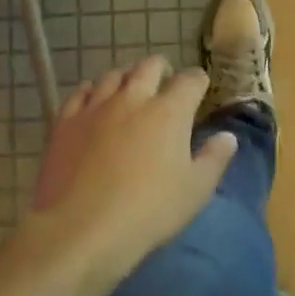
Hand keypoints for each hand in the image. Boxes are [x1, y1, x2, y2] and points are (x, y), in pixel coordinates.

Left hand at [20, 57, 236, 282]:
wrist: (82, 228)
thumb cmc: (149, 211)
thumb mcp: (195, 191)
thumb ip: (215, 159)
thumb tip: (228, 136)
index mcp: (170, 113)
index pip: (190, 81)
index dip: (198, 81)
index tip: (200, 88)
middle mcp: (133, 99)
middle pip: (149, 67)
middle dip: (161, 69)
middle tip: (165, 82)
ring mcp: (96, 107)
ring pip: (113, 76)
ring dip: (126, 78)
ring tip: (129, 90)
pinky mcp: (66, 122)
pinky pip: (80, 93)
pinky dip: (91, 91)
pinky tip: (93, 100)